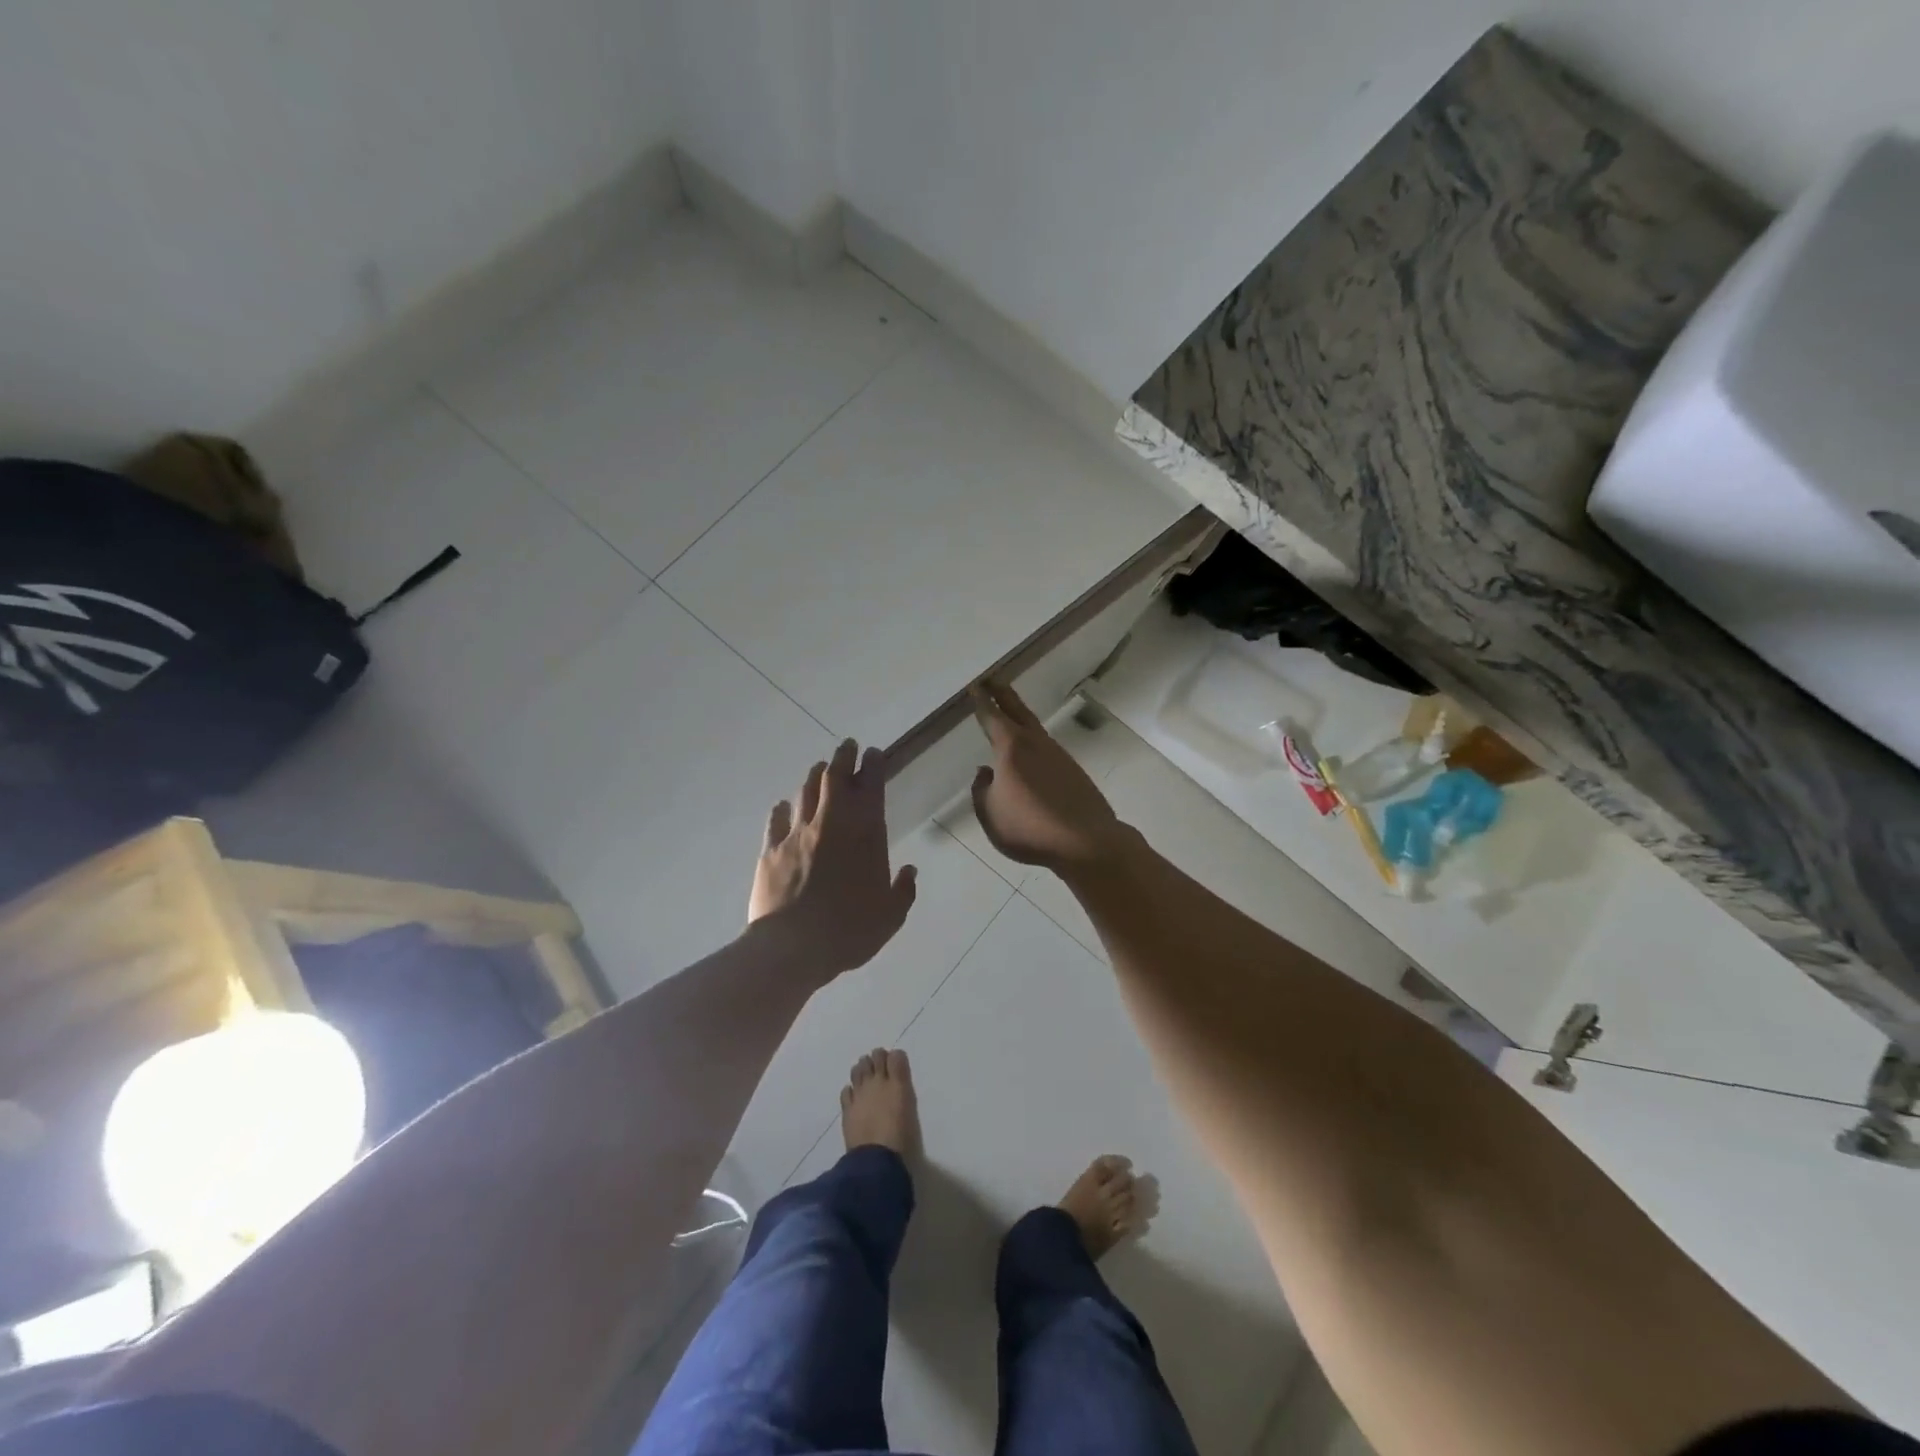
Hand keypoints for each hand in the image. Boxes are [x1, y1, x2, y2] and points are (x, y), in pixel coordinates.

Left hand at [750, 738, 917, 982]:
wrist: (792, 947)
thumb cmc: (849, 930)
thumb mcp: (890, 916)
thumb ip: (903, 890)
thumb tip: (908, 871)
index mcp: (864, 833)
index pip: (870, 786)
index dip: (873, 765)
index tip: (873, 753)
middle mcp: (831, 823)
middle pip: (834, 776)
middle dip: (842, 757)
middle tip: (847, 746)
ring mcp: (797, 833)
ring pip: (806, 791)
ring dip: (815, 776)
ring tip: (820, 768)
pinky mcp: (771, 849)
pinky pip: (776, 820)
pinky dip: (782, 809)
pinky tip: (783, 807)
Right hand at [969, 681, 1124, 873]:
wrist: (1085, 841)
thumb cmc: (1029, 828)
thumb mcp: (990, 813)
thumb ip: (981, 790)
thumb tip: (985, 772)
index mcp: (1011, 748)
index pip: (991, 717)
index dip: (981, 702)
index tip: (975, 687)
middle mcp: (1035, 743)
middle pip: (1017, 710)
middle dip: (1002, 693)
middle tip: (992, 679)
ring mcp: (1057, 754)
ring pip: (1034, 727)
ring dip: (1019, 715)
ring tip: (1009, 712)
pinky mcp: (1072, 770)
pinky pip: (1046, 747)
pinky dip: (1033, 740)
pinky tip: (1030, 752)